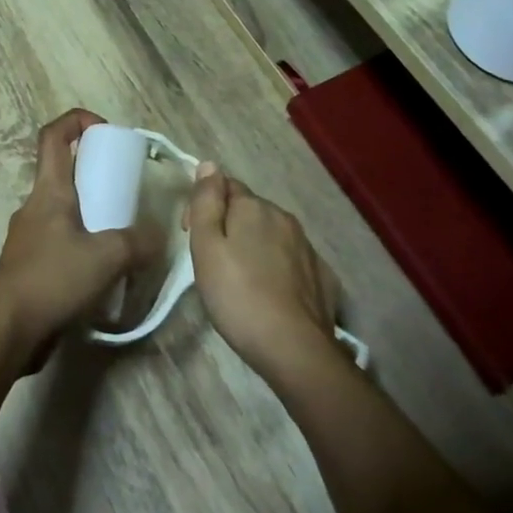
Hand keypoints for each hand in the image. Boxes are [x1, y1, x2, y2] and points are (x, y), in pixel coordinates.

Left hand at [0, 109, 159, 367]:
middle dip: (94, 173)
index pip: (53, 135)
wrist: (7, 328)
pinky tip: (102, 269)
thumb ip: (139, 242)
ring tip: (120, 234)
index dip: (77, 120)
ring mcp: (29, 237)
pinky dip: (81, 245)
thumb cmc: (54, 278)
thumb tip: (158, 237)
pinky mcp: (29, 265)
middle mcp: (35, 206)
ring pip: (62, 210)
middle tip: (125, 190)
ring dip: (89, 214)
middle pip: (61, 172)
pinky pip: (59, 242)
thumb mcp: (108, 256)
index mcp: (49, 191)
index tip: (105, 131)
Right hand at [182, 163, 338, 382]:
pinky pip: (291, 260)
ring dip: (254, 246)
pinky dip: (277, 267)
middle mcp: (284, 218)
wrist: (294, 348)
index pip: (225, 185)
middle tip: (212, 261)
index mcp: (254, 207)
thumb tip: (209, 164)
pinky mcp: (321, 275)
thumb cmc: (238, 295)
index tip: (190, 235)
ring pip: (272, 234)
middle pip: (249, 210)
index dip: (203, 205)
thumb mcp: (206, 247)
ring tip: (239, 279)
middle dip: (229, 225)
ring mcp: (306, 247)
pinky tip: (269, 292)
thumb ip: (206, 202)